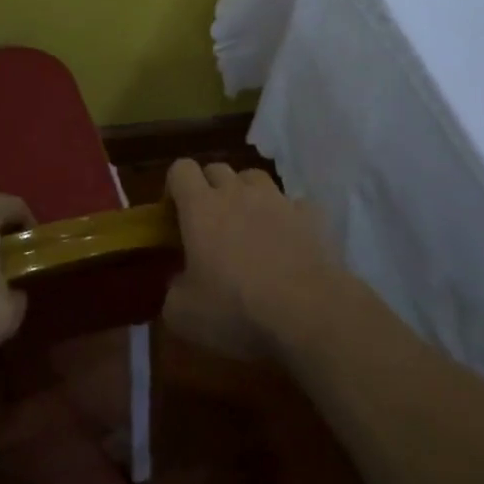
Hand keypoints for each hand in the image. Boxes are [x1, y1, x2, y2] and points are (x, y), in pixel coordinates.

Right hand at [162, 159, 340, 360]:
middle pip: (217, 169)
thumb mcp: (183, 314)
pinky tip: (287, 239)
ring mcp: (278, 200)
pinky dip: (286, 215)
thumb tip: (179, 284)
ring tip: (248, 224)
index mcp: (200, 208)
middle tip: (208, 223)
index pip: (180, 169)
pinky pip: (293, 204)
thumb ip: (173, 291)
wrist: (308, 312)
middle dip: (208, 188)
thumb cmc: (236, 309)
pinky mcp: (310, 215)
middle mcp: (238, 193)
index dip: (174, 186)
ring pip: (255, 178)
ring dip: (246, 193)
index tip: (173, 214)